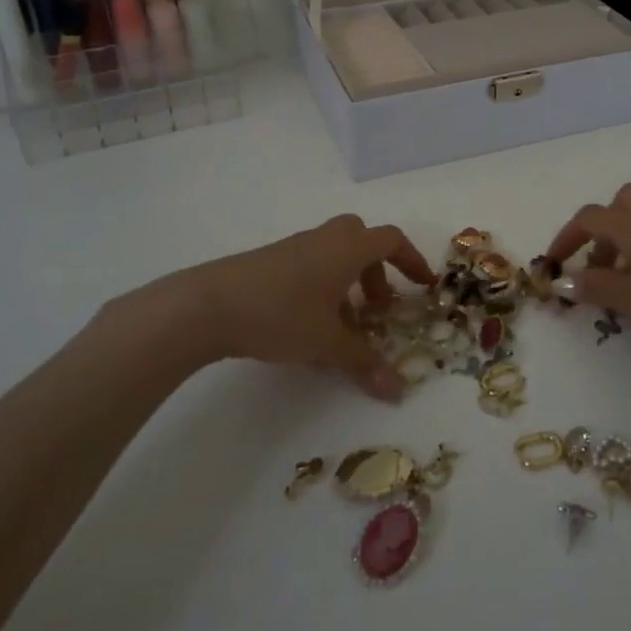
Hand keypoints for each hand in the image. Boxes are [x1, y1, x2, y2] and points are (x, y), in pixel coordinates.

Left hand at [97, 214, 434, 399]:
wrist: (207, 305)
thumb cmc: (280, 314)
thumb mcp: (327, 343)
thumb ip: (364, 363)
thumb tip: (397, 391)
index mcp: (346, 248)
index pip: (391, 241)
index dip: (412, 261)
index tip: (424, 286)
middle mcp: (324, 240)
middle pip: (362, 240)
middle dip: (378, 271)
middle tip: (379, 307)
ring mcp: (294, 248)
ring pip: (334, 254)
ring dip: (349, 282)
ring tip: (344, 324)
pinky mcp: (269, 262)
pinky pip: (311, 264)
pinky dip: (324, 286)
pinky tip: (309, 323)